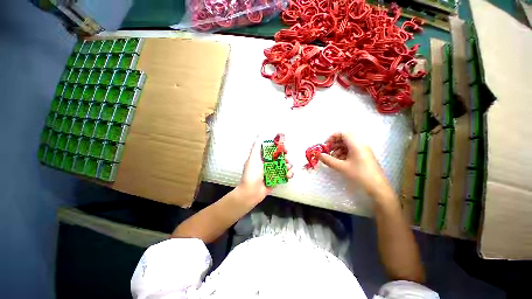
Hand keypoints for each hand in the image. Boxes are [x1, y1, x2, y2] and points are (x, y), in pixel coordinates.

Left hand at [236, 140, 292, 203]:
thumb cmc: (251, 173)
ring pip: (284, 166)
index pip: (273, 150)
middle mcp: (267, 164)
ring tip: (288, 167)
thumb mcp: (253, 158)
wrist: (251, 192)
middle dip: (285, 157)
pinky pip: (284, 175)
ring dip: (288, 165)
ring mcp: (272, 172)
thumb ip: (256, 146)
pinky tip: (288, 175)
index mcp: (262, 158)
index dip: (279, 148)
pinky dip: (288, 174)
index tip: (284, 149)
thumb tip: (259, 134)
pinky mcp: (276, 180)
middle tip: (287, 159)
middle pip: (280, 158)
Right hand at [319, 133, 391, 197]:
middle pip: (345, 139)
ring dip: (338, 150)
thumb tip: (319, 155)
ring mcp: (364, 150)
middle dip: (334, 144)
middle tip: (327, 152)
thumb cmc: (359, 175)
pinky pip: (352, 150)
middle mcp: (361, 145)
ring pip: (348, 145)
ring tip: (333, 159)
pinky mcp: (365, 156)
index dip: (332, 137)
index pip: (343, 133)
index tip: (325, 145)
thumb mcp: (341, 167)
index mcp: (356, 145)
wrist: (377, 187)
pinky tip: (340, 162)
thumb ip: (328, 160)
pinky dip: (344, 154)